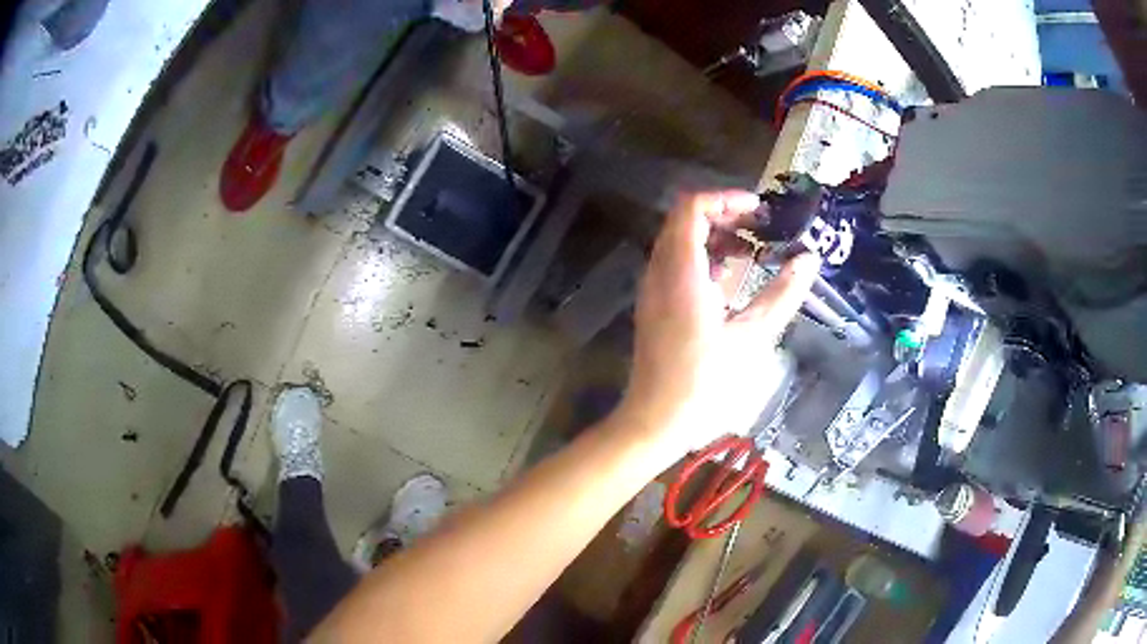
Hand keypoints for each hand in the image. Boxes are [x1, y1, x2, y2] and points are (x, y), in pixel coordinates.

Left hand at [618, 190, 818, 457]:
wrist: (655, 418)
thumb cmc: (704, 382)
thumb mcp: (752, 336)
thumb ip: (782, 294)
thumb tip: (809, 259)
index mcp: (681, 272)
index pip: (692, 208)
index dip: (725, 199)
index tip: (759, 208)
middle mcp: (660, 272)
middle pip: (685, 220)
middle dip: (724, 215)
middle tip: (761, 226)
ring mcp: (653, 288)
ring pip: (680, 242)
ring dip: (715, 237)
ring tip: (753, 250)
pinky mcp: (655, 304)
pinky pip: (677, 264)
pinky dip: (704, 258)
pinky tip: (731, 279)